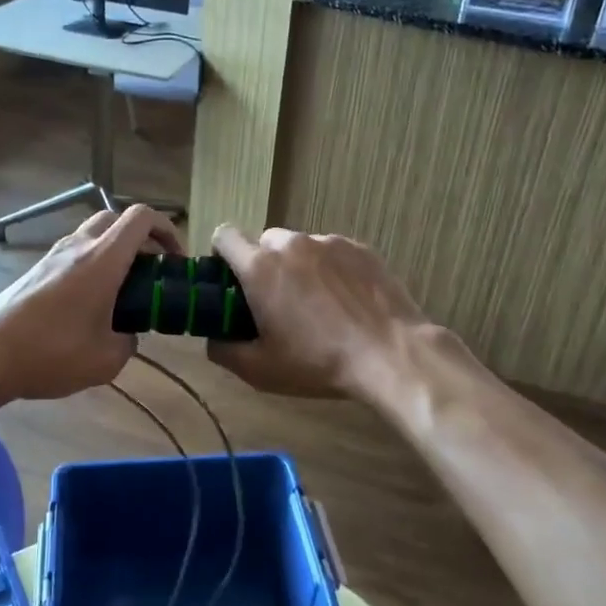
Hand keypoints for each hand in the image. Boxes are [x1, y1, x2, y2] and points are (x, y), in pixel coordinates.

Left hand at [0, 204, 183, 403]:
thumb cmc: (51, 352)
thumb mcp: (106, 360)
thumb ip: (128, 342)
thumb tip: (127, 335)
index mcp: (103, 259)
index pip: (141, 218)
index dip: (167, 229)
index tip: (176, 258)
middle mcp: (79, 247)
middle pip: (117, 219)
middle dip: (142, 237)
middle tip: (152, 269)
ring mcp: (53, 255)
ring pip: (93, 235)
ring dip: (115, 250)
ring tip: (124, 290)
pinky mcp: (37, 270)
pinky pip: (75, 253)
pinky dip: (93, 264)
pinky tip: (91, 303)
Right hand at [207, 224, 433, 398]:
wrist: (390, 354)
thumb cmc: (317, 362)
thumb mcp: (260, 370)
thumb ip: (224, 350)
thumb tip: (214, 338)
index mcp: (260, 267)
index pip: (224, 236)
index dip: (222, 255)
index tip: (230, 281)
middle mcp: (291, 244)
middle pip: (264, 243)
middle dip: (265, 266)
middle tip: (277, 303)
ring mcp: (329, 242)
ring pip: (300, 247)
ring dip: (299, 267)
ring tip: (319, 305)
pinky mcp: (360, 247)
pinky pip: (332, 252)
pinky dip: (331, 270)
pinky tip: (347, 302)